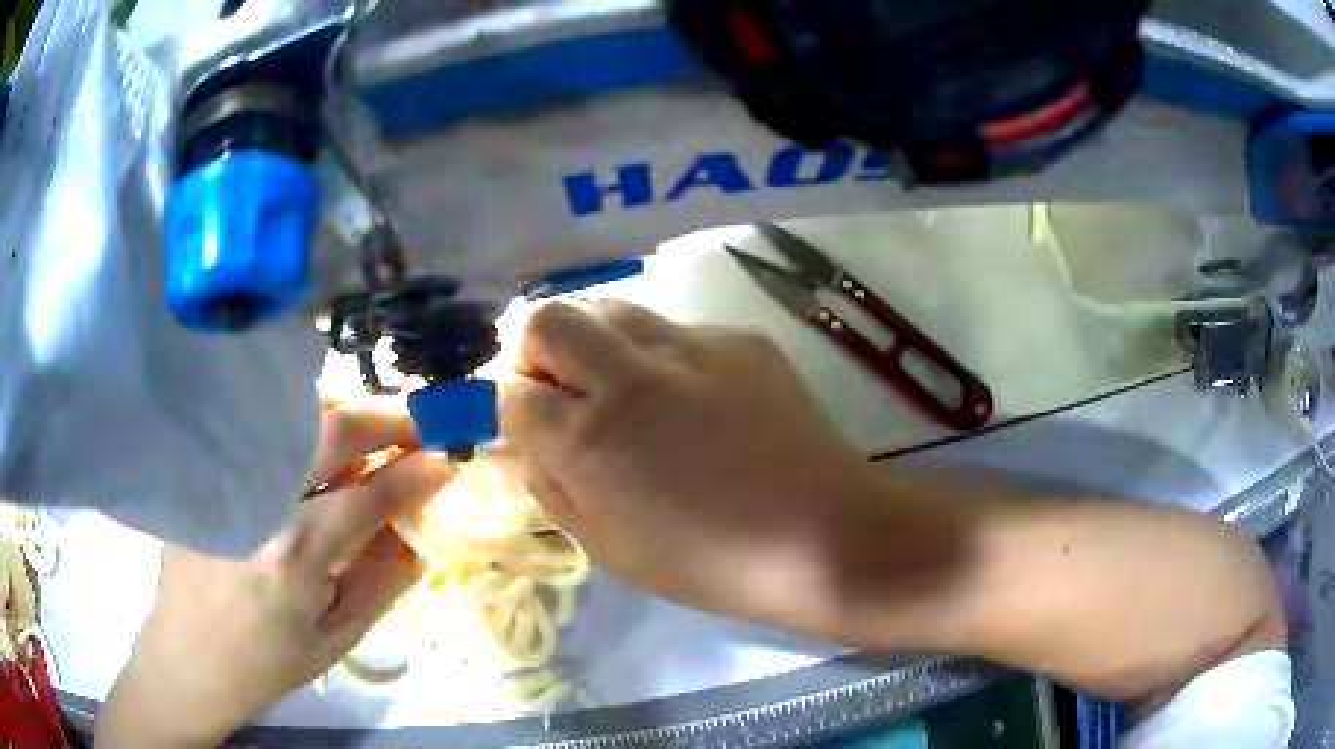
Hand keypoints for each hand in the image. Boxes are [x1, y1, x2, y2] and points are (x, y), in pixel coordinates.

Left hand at [96, 403, 450, 748]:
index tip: (451, 458)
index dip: (418, 473)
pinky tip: (317, 447)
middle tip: (423, 422)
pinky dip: (303, 428)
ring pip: (295, 415)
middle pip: (332, 428)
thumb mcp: (334, 641)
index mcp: (296, 553)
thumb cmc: (266, 662)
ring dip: (346, 413)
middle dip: (389, 418)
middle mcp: (261, 499)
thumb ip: (380, 584)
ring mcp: (228, 477)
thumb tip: (416, 535)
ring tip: (374, 431)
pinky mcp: (208, 472)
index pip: (370, 494)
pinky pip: (265, 432)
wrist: (187, 656)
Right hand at [501, 302, 879, 633]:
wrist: (825, 534)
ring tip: (625, 389)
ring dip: (596, 344)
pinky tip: (696, 400)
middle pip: (547, 321)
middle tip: (563, 390)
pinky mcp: (738, 338)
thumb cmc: (713, 564)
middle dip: (536, 352)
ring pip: (610, 310)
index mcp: (593, 444)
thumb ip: (553, 487)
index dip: (513, 407)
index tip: (532, 423)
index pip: (514, 392)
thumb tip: (530, 440)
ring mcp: (692, 348)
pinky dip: (661, 357)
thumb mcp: (610, 550)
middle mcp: (632, 379)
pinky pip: (675, 331)